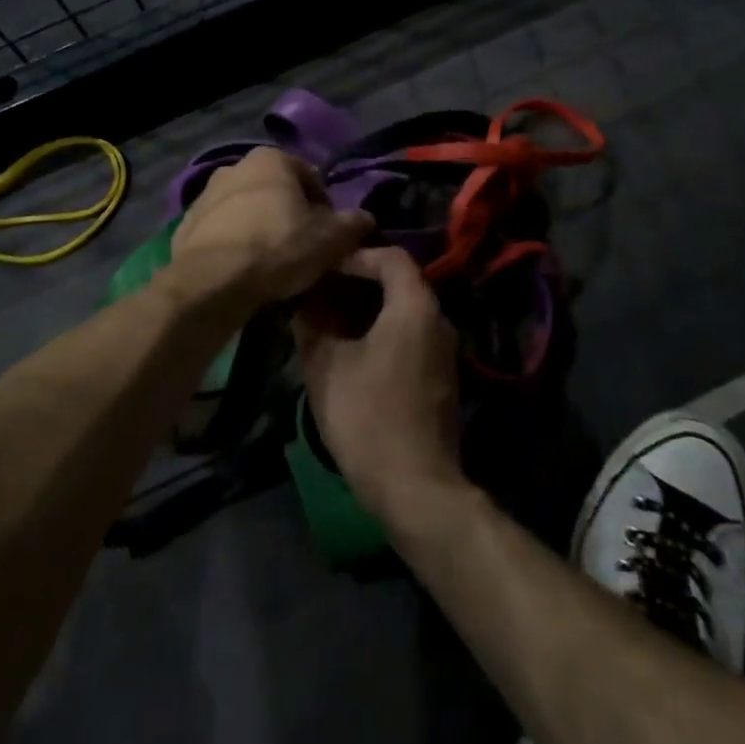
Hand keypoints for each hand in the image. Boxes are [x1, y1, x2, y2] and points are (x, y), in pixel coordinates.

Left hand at [166, 147, 370, 313]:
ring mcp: (205, 194)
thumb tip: (365, 218)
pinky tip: (243, 270)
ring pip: (246, 209)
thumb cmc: (278, 247)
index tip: (329, 236)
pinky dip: (233, 243)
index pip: (311, 178)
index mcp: (271, 159)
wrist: (212, 280)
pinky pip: (221, 231)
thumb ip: (353, 224)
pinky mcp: (186, 223)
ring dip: (260, 227)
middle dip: (290, 214)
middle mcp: (235, 166)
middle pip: (276, 191)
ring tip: (271, 263)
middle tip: (302, 248)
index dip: (326, 208)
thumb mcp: (330, 239)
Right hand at [293, 247, 462, 519]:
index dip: (356, 255)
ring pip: (405, 310)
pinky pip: (411, 335)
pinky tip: (352, 349)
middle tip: (322, 290)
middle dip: (359, 281)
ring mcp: (444, 351)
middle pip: (400, 281)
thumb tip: (300, 308)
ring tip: (330, 318)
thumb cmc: (369, 417)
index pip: (391, 257)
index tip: (325, 268)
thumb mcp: (327, 368)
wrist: (416, 487)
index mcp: (414, 307)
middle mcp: (437, 320)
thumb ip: (311, 328)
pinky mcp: (441, 377)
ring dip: (370, 308)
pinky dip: (383, 330)